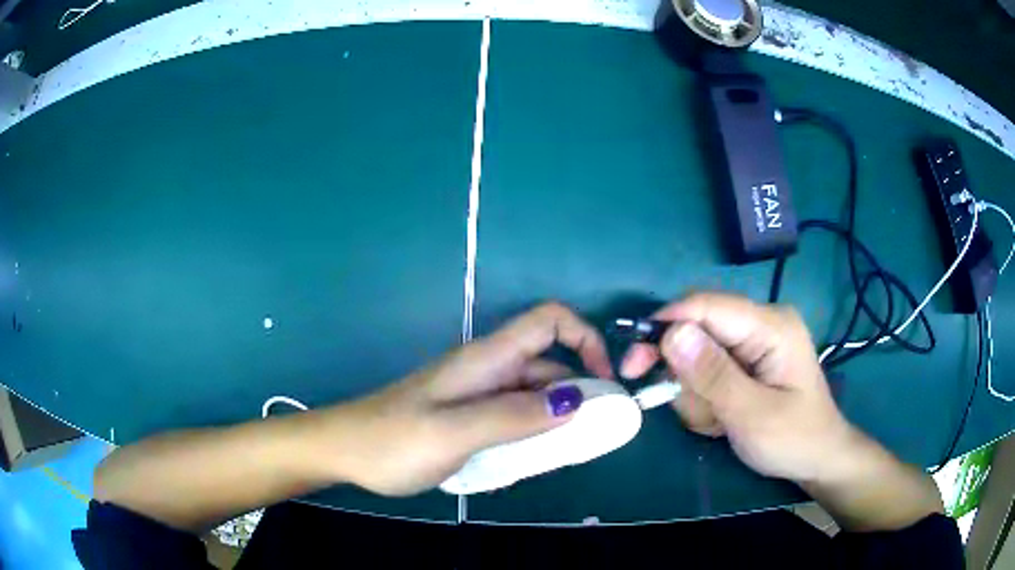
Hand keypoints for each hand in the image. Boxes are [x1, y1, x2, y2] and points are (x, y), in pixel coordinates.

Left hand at [331, 302, 612, 495]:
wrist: (346, 451)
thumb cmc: (394, 440)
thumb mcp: (456, 431)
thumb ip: (515, 415)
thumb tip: (576, 400)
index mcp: (486, 358)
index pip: (549, 320)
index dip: (585, 339)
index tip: (603, 384)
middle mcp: (487, 369)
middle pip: (549, 365)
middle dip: (578, 395)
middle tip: (592, 438)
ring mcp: (477, 393)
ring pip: (533, 396)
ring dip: (554, 420)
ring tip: (563, 456)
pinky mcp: (468, 415)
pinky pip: (513, 417)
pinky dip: (531, 434)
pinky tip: (528, 462)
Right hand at [620, 292, 854, 483]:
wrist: (818, 458)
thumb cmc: (794, 439)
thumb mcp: (753, 415)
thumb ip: (713, 375)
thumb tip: (670, 334)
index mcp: (771, 325)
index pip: (707, 306)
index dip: (665, 326)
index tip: (635, 363)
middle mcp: (761, 323)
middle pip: (698, 328)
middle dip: (682, 370)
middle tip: (668, 400)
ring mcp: (754, 341)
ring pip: (697, 354)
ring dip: (695, 393)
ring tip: (717, 423)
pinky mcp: (747, 360)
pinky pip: (707, 369)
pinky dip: (704, 398)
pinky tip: (721, 420)